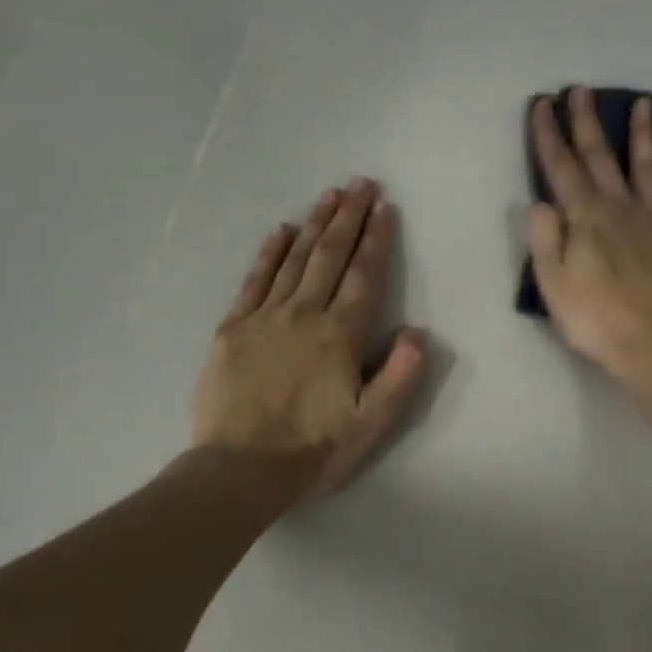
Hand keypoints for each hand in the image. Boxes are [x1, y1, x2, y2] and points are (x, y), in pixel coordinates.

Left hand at [191, 179, 427, 496]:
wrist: (242, 468)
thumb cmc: (315, 448)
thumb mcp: (372, 422)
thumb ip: (400, 375)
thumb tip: (418, 333)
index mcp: (340, 335)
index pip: (363, 276)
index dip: (376, 240)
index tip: (384, 208)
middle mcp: (303, 315)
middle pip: (329, 256)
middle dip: (348, 218)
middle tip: (360, 183)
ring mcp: (264, 318)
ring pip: (294, 260)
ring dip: (314, 225)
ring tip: (329, 195)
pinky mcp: (233, 329)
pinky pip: (255, 280)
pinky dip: (270, 253)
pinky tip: (281, 231)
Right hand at [526, 87, 651, 380]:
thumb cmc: (597, 321)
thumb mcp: (553, 286)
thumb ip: (544, 239)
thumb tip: (541, 201)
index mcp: (587, 220)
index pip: (562, 170)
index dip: (550, 137)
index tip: (543, 104)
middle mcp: (623, 209)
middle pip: (603, 159)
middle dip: (589, 124)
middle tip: (583, 90)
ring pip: (649, 169)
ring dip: (643, 136)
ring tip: (642, 104)